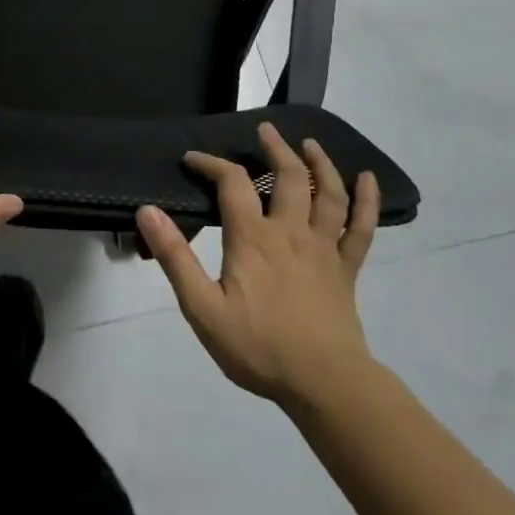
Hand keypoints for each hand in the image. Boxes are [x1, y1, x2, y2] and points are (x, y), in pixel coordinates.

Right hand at [137, 122, 380, 403]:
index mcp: (253, 238)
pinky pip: (362, 227)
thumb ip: (175, 257)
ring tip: (309, 144)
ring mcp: (324, 248)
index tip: (192, 158)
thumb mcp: (202, 307)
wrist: (324, 384)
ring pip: (327, 193)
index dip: (211, 163)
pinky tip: (367, 179)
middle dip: (274, 149)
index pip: (232, 183)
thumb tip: (147, 212)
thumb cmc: (258, 347)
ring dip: (319, 163)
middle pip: (288, 177)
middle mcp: (291, 231)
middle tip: (264, 130)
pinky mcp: (347, 268)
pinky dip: (367, 199)